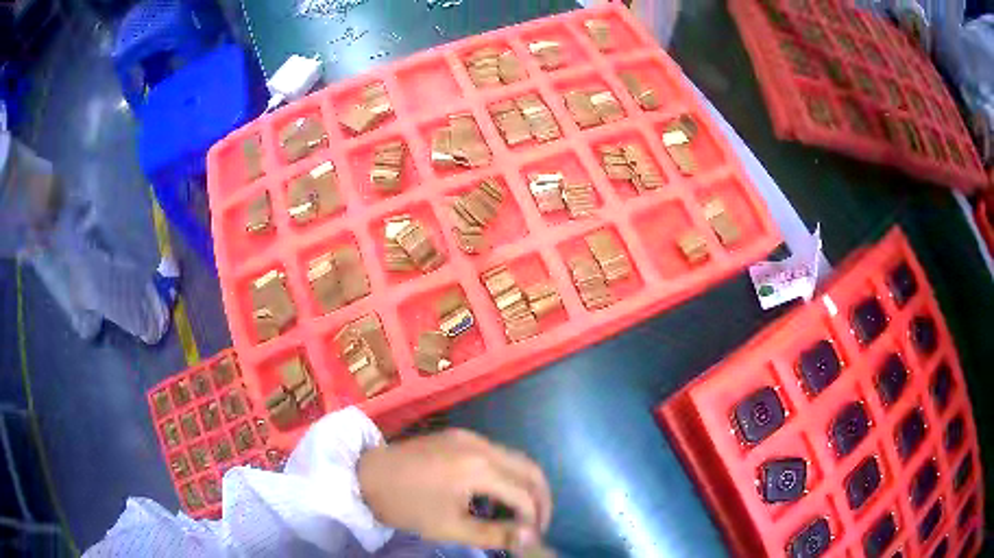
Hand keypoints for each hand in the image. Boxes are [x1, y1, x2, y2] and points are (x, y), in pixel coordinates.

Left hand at [357, 429, 551, 551]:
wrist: (365, 475)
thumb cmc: (405, 505)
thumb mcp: (449, 528)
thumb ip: (495, 534)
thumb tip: (531, 539)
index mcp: (479, 468)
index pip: (525, 494)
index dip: (535, 519)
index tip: (530, 539)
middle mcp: (481, 445)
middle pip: (530, 469)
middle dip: (541, 498)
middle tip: (537, 523)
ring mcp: (470, 436)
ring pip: (516, 458)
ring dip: (525, 485)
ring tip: (519, 513)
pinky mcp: (459, 435)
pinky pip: (497, 453)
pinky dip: (507, 475)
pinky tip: (496, 495)